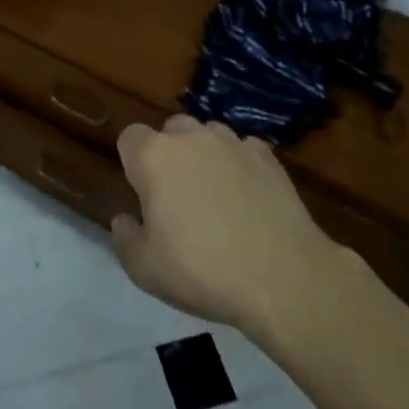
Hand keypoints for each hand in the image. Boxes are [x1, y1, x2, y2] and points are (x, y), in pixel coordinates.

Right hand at [111, 116, 356, 340]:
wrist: (284, 278)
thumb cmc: (205, 272)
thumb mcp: (147, 271)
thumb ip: (125, 240)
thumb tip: (123, 219)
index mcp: (153, 157)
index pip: (130, 137)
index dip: (133, 162)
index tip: (143, 194)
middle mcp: (190, 137)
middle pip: (170, 130)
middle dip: (170, 154)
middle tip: (178, 197)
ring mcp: (232, 143)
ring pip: (208, 135)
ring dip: (205, 155)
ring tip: (216, 195)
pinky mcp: (266, 156)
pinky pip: (244, 149)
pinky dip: (241, 165)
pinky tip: (249, 197)